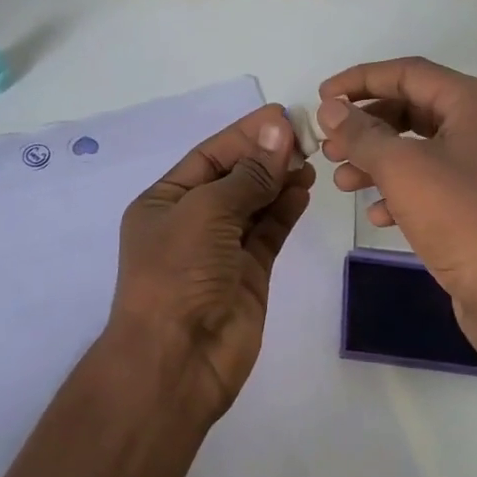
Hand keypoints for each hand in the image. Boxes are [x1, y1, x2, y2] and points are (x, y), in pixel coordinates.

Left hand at [107, 104, 315, 418]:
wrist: (178, 359)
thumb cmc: (179, 274)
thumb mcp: (206, 212)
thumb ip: (248, 174)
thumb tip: (278, 131)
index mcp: (164, 201)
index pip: (209, 156)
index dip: (244, 135)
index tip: (282, 116)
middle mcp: (191, 222)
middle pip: (234, 177)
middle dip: (266, 156)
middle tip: (307, 137)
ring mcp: (221, 250)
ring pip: (255, 204)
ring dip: (280, 180)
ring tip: (311, 159)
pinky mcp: (248, 274)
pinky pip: (269, 233)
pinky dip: (285, 211)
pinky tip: (304, 189)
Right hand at [317, 58, 476, 351]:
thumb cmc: (461, 216)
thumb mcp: (402, 168)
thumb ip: (361, 133)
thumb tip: (329, 107)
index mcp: (474, 103)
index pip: (407, 73)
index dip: (359, 80)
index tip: (320, 96)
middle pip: (411, 109)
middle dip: (365, 125)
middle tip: (328, 145)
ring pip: (416, 149)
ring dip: (376, 160)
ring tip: (342, 180)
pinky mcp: (476, 203)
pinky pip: (429, 183)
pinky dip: (398, 191)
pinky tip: (376, 214)